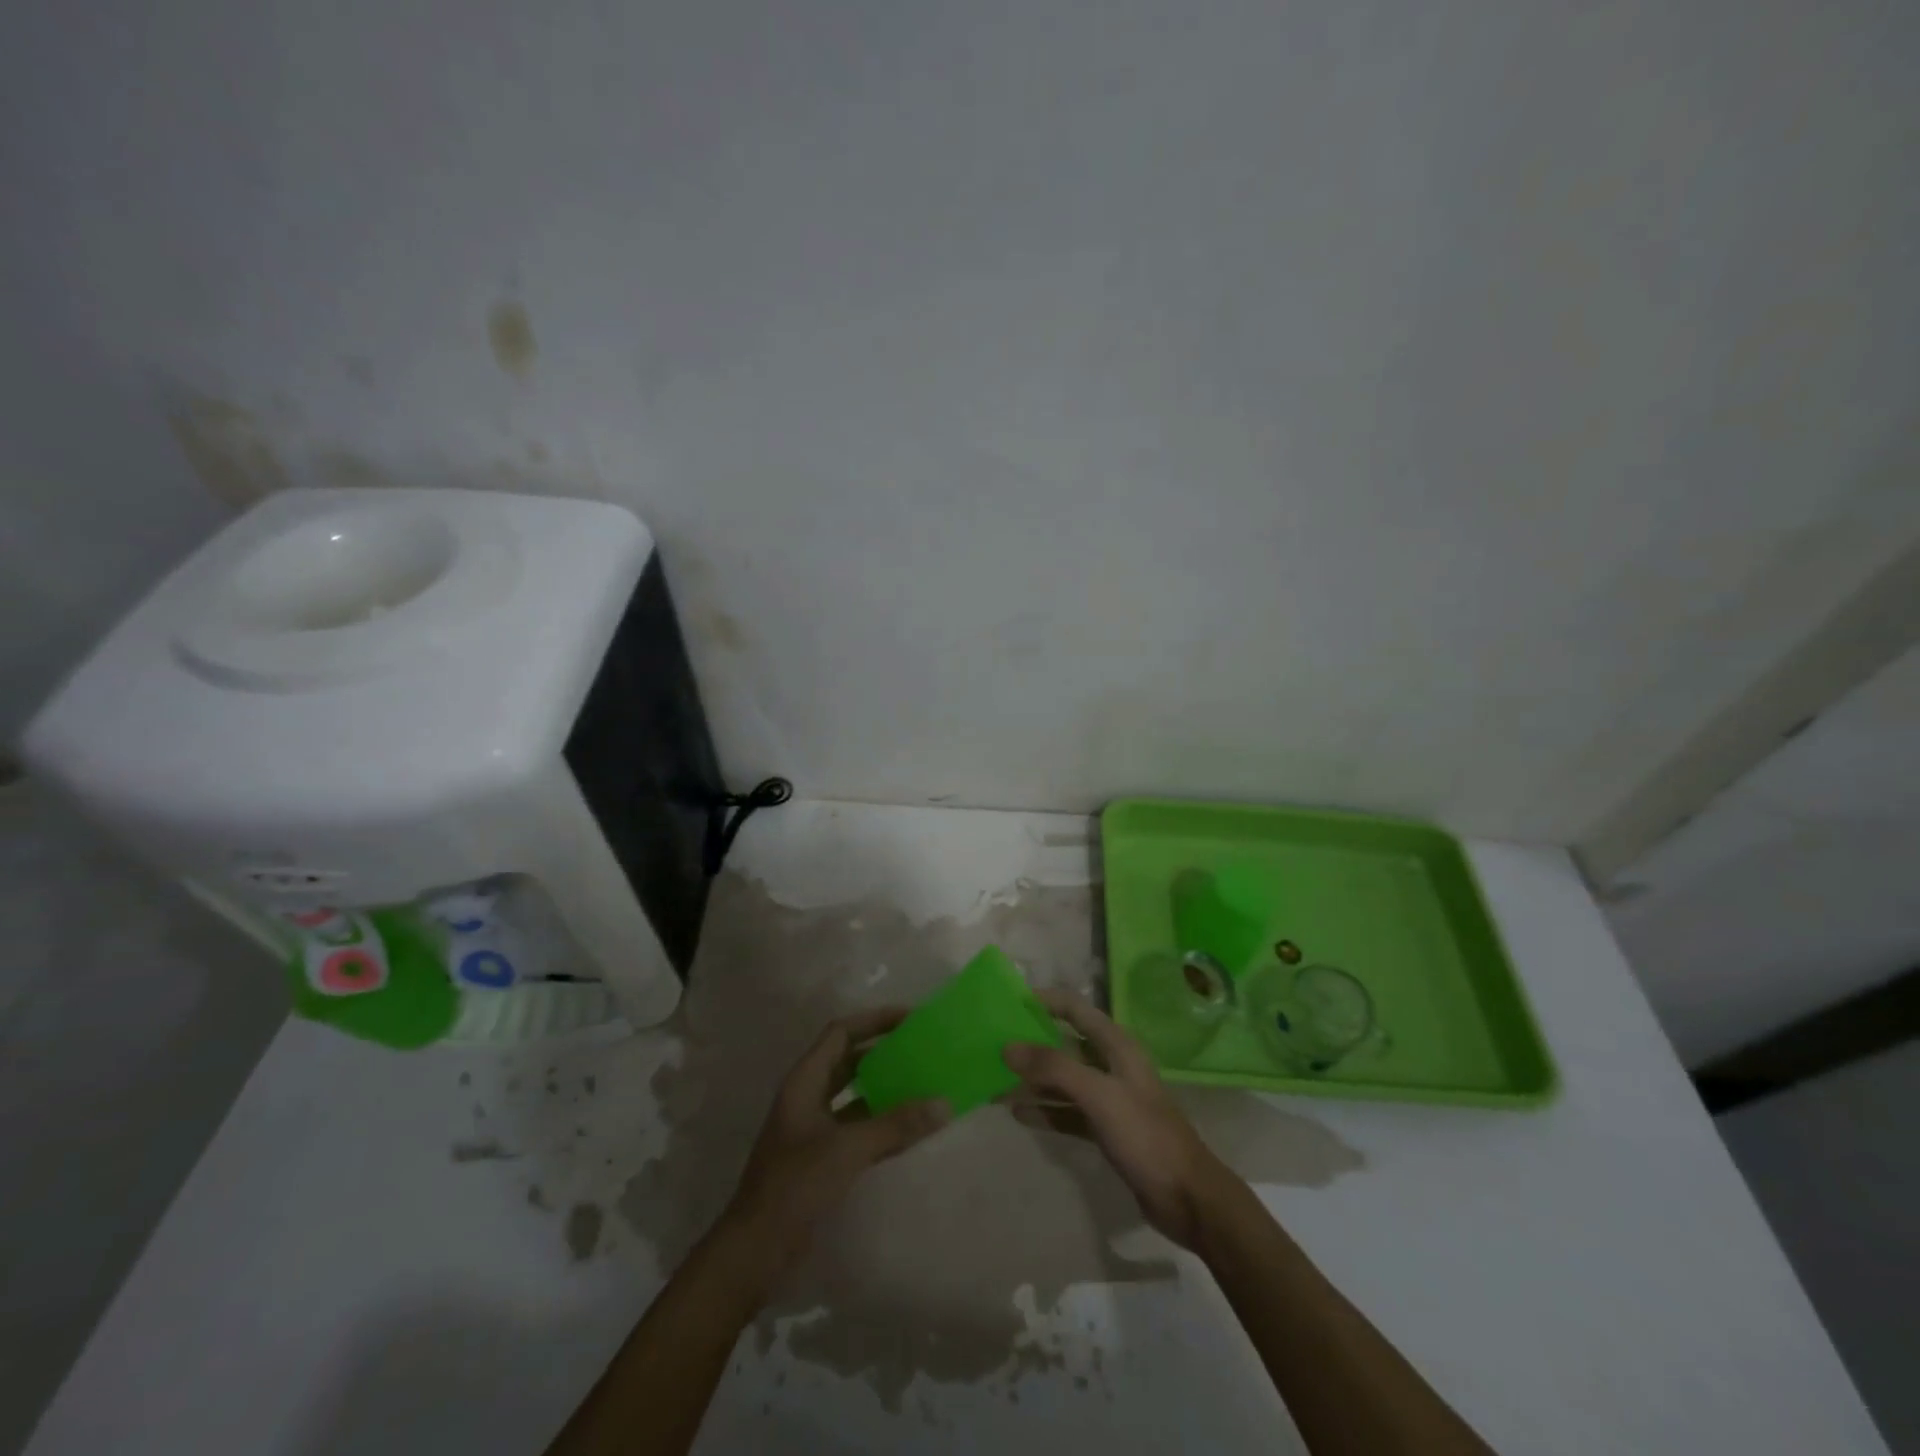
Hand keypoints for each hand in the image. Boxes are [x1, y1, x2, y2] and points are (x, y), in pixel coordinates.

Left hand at [722, 1007, 950, 1280]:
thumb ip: (896, 1125)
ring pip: (854, 1095)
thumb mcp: (848, 1149)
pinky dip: (881, 1122)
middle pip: (848, 1060)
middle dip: (883, 1051)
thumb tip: (944, 1103)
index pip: (841, 1032)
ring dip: (884, 1088)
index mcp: (805, 1081)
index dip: (874, 1020)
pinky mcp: (821, 1158)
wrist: (756, 1250)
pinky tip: (910, 1128)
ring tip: (922, 1082)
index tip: (910, 1018)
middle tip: (921, 1048)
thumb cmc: (795, 1185)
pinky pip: (857, 1127)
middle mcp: (807, 1097)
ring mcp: (813, 1129)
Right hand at [1004, 989, 1237, 1248]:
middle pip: (1065, 1043)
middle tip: (993, 1044)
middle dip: (1031, 1042)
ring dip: (1033, 1079)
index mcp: (1116, 1045)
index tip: (1008, 1001)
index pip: (1075, 1008)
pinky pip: (1068, 1111)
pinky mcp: (1106, 1129)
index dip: (1044, 1001)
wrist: (1187, 1198)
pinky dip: (1045, 1110)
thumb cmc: (1145, 1135)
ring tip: (996, 1081)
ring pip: (1063, 1079)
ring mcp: (1109, 1098)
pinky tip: (1018, 1113)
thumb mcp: (1098, 1094)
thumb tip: (1007, 1046)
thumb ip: (1053, 1067)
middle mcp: (1111, 1065)